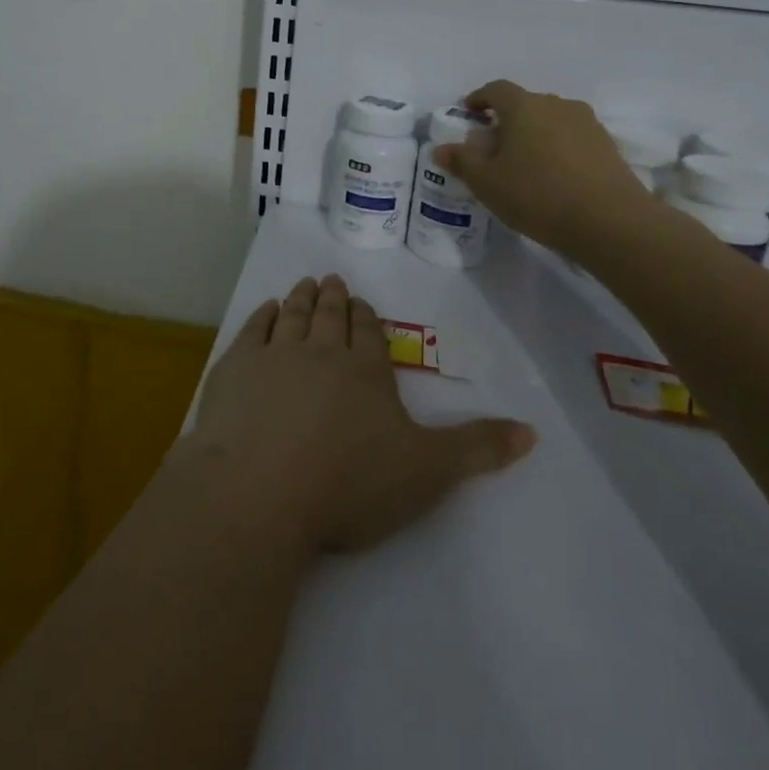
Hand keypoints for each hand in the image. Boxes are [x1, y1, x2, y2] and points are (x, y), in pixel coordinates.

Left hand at [185, 276, 534, 555]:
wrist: (260, 489)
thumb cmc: (348, 484)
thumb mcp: (427, 473)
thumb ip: (477, 449)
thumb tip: (533, 430)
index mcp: (365, 371)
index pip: (368, 334)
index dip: (366, 318)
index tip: (361, 304)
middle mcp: (320, 351)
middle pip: (329, 317)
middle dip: (334, 299)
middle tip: (331, 280)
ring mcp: (274, 355)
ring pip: (293, 316)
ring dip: (301, 299)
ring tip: (305, 285)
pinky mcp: (235, 368)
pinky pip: (253, 330)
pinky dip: (262, 316)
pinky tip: (266, 310)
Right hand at [434, 79, 658, 255]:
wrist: (611, 222)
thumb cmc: (538, 195)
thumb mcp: (487, 183)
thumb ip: (462, 161)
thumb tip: (441, 149)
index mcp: (524, 106)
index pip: (496, 89)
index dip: (479, 99)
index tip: (468, 114)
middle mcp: (557, 105)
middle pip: (526, 104)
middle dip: (507, 120)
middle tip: (493, 146)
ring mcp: (587, 124)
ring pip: (551, 121)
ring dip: (535, 134)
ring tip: (525, 163)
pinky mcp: (608, 146)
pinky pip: (573, 139)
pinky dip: (558, 149)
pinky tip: (554, 176)